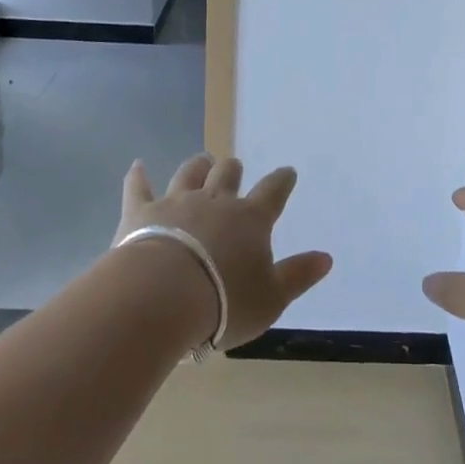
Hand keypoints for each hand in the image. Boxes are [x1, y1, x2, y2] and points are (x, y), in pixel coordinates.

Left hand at [114, 154, 332, 349]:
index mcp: (251, 220)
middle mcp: (215, 201)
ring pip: (190, 173)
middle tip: (234, 168)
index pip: (273, 192)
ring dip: (197, 166)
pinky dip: (138, 176)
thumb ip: (298, 275)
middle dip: (232, 170)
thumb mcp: (272, 297)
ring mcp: (176, 202)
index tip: (287, 173)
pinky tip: (137, 166)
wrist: (162, 297)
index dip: (282, 181)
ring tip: (202, 161)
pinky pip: (139, 187)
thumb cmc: (224, 302)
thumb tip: (326, 257)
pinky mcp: (141, 212)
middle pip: (227, 175)